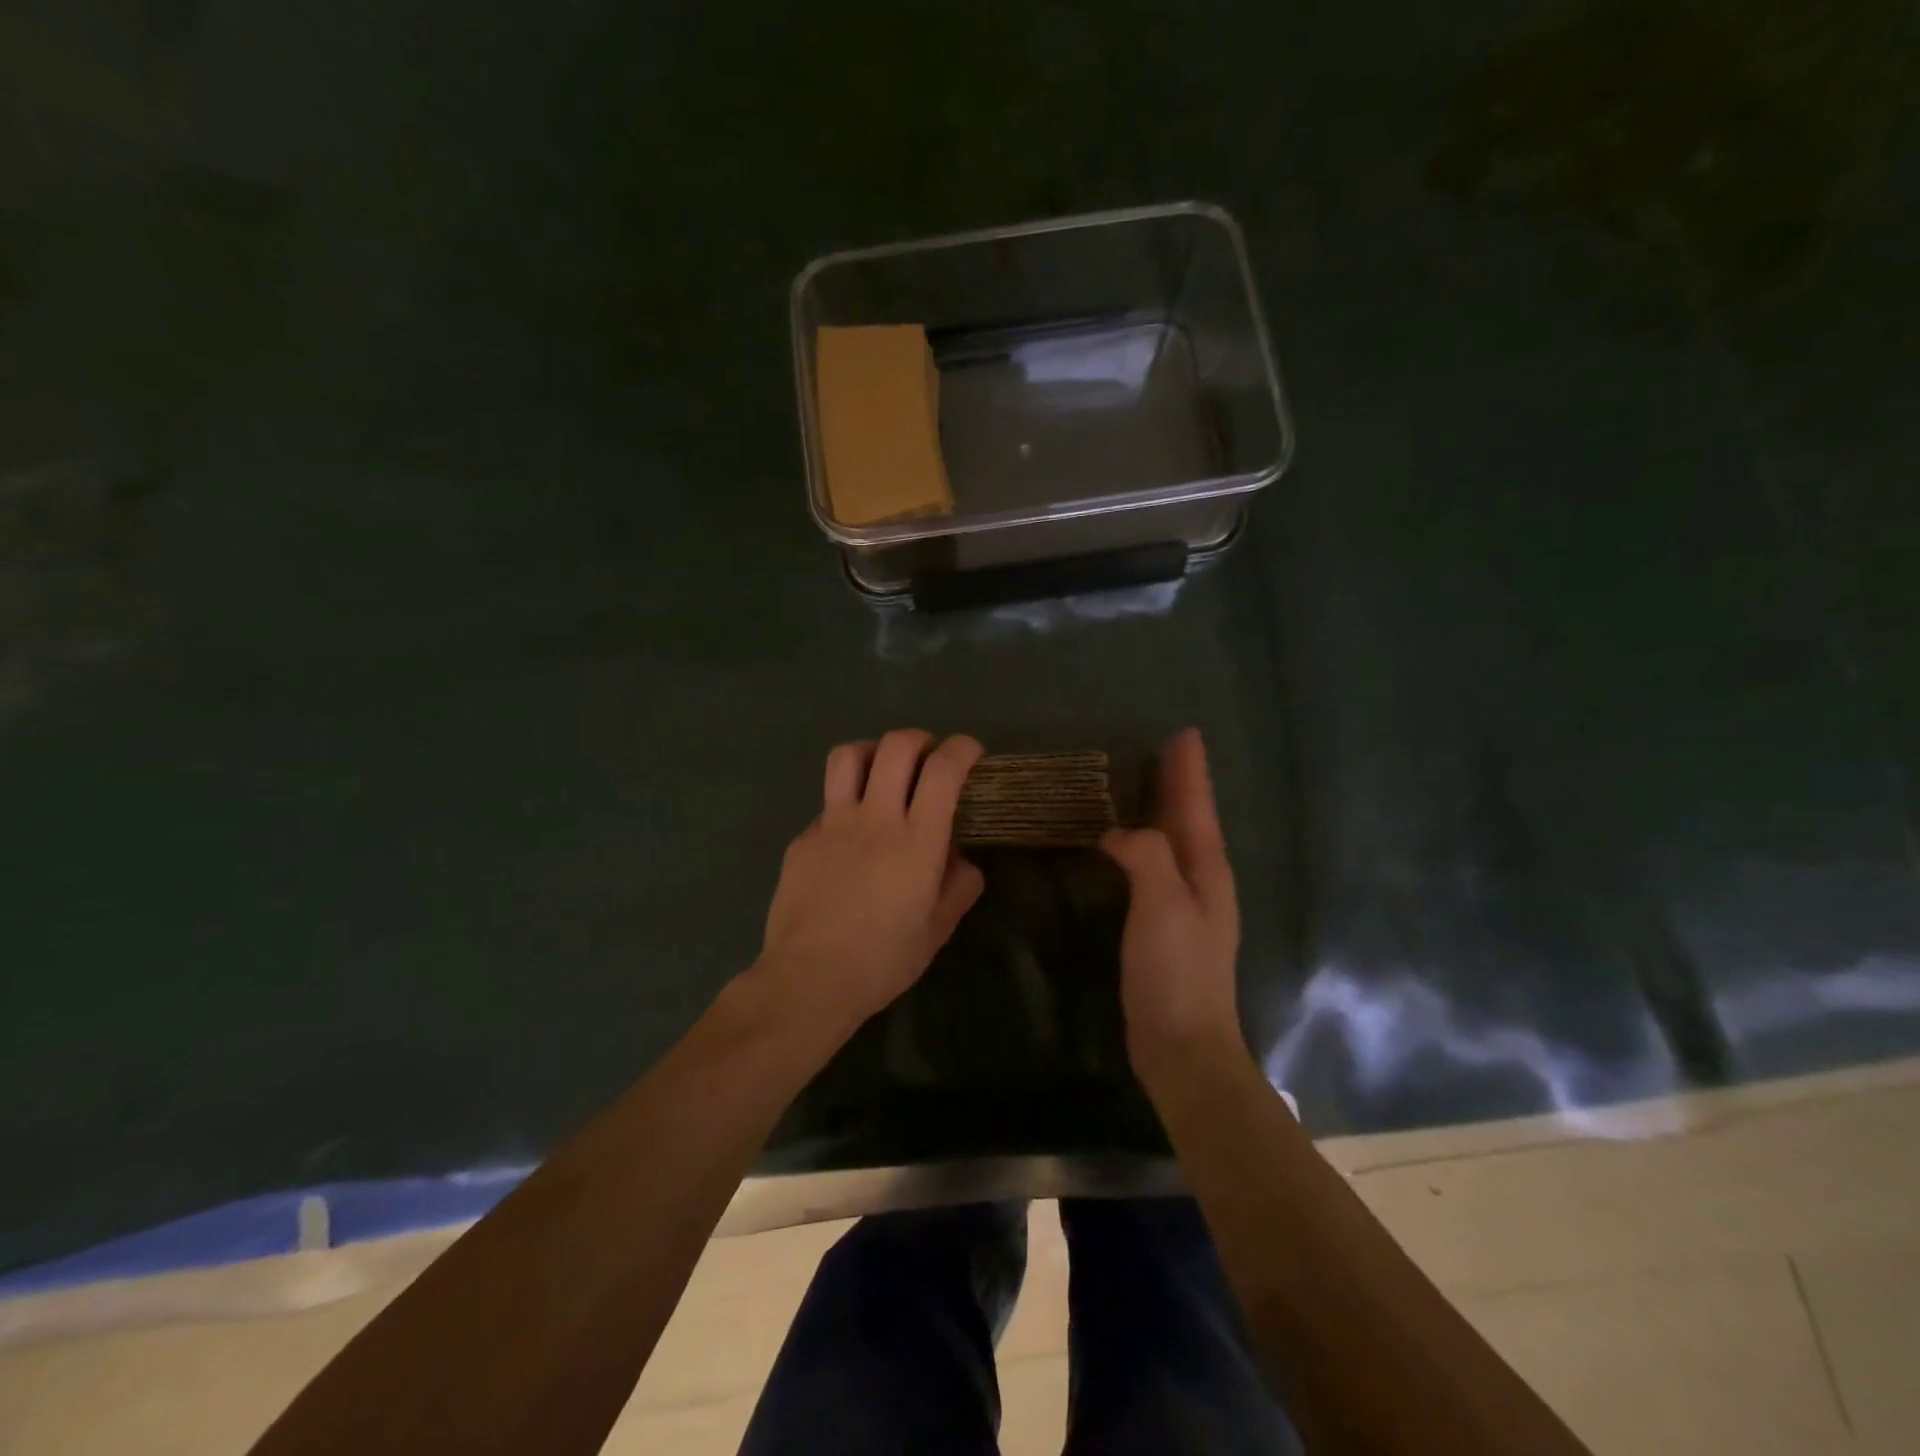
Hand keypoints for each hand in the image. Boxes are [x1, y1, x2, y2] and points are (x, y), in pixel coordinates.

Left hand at [754, 729, 986, 1037]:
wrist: (809, 980)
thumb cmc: (883, 960)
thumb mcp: (937, 929)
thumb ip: (959, 886)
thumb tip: (961, 859)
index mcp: (916, 840)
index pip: (943, 769)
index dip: (962, 748)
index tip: (971, 753)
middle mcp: (874, 818)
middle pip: (896, 746)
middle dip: (920, 740)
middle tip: (929, 758)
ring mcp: (832, 824)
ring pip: (849, 756)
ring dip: (874, 752)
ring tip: (883, 771)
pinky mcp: (803, 838)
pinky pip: (828, 803)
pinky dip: (847, 804)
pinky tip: (850, 837)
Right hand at [1102, 729, 1243, 1084]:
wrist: (1182, 1045)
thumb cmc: (1177, 971)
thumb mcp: (1164, 903)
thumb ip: (1146, 855)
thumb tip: (1118, 834)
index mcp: (1207, 870)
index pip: (1197, 808)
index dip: (1191, 771)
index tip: (1185, 734)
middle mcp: (1201, 882)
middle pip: (1189, 820)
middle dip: (1180, 784)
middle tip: (1165, 749)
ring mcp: (1183, 906)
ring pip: (1172, 842)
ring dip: (1163, 810)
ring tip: (1144, 784)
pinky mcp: (1161, 926)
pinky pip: (1153, 867)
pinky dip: (1142, 844)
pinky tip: (1123, 845)